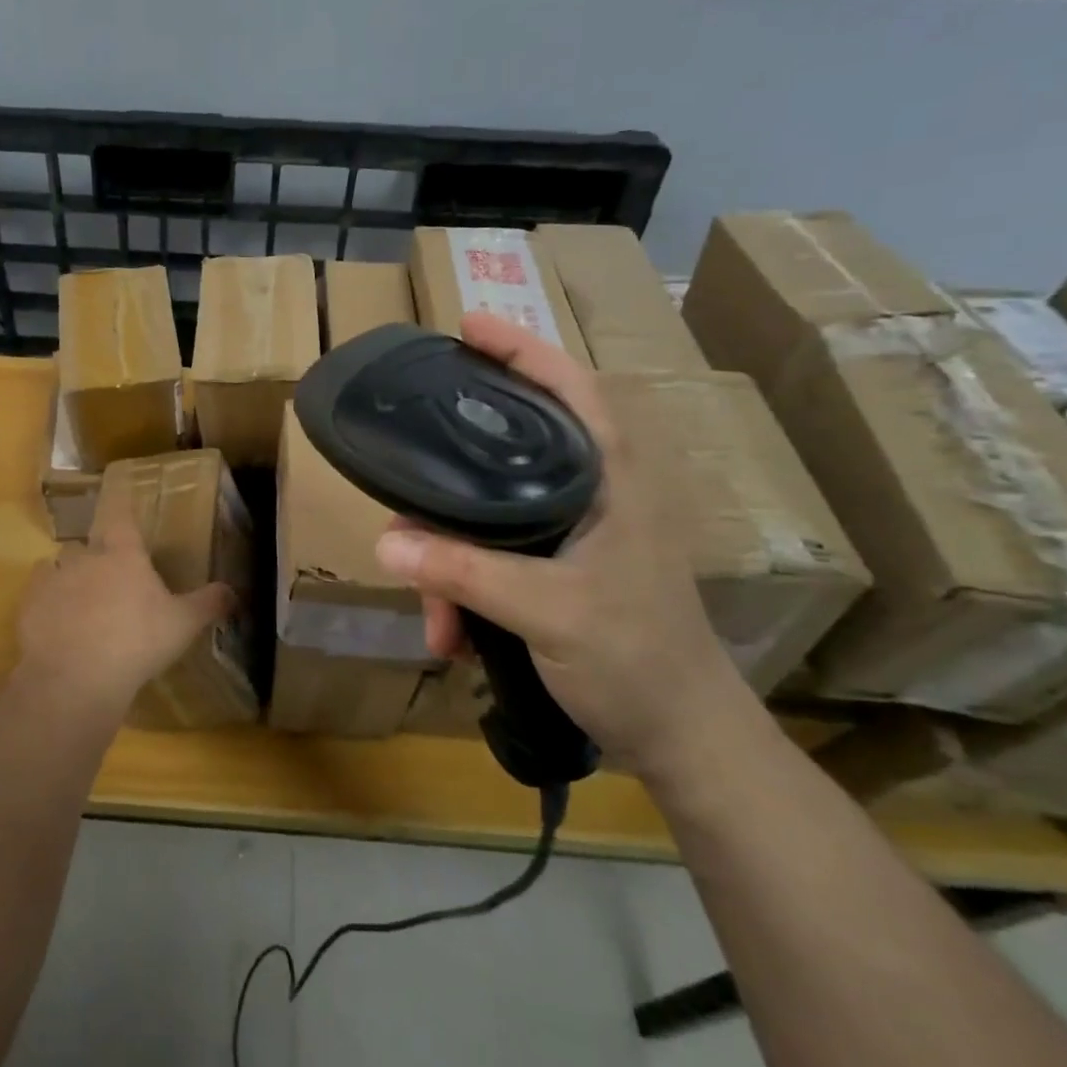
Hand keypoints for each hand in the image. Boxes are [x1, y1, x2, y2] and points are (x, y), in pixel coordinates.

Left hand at [14, 479, 234, 713]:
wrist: (77, 677)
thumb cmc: (137, 642)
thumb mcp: (183, 625)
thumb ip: (209, 604)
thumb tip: (234, 592)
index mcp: (123, 554)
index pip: (121, 515)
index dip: (120, 506)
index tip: (120, 501)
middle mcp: (85, 556)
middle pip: (88, 544)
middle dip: (96, 556)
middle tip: (110, 582)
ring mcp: (53, 578)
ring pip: (58, 565)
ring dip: (68, 577)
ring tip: (80, 604)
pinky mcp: (28, 604)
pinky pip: (37, 592)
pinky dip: (46, 602)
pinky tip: (56, 624)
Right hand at [372, 312, 750, 776]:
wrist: (681, 740)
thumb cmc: (635, 659)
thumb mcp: (545, 610)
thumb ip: (463, 572)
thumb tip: (385, 541)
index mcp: (611, 477)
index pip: (570, 387)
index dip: (521, 349)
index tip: (467, 326)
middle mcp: (593, 492)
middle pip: (509, 450)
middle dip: (450, 488)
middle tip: (407, 496)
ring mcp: (575, 532)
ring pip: (489, 515)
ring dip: (450, 564)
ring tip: (436, 621)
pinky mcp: (559, 568)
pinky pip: (491, 555)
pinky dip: (464, 589)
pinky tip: (453, 633)